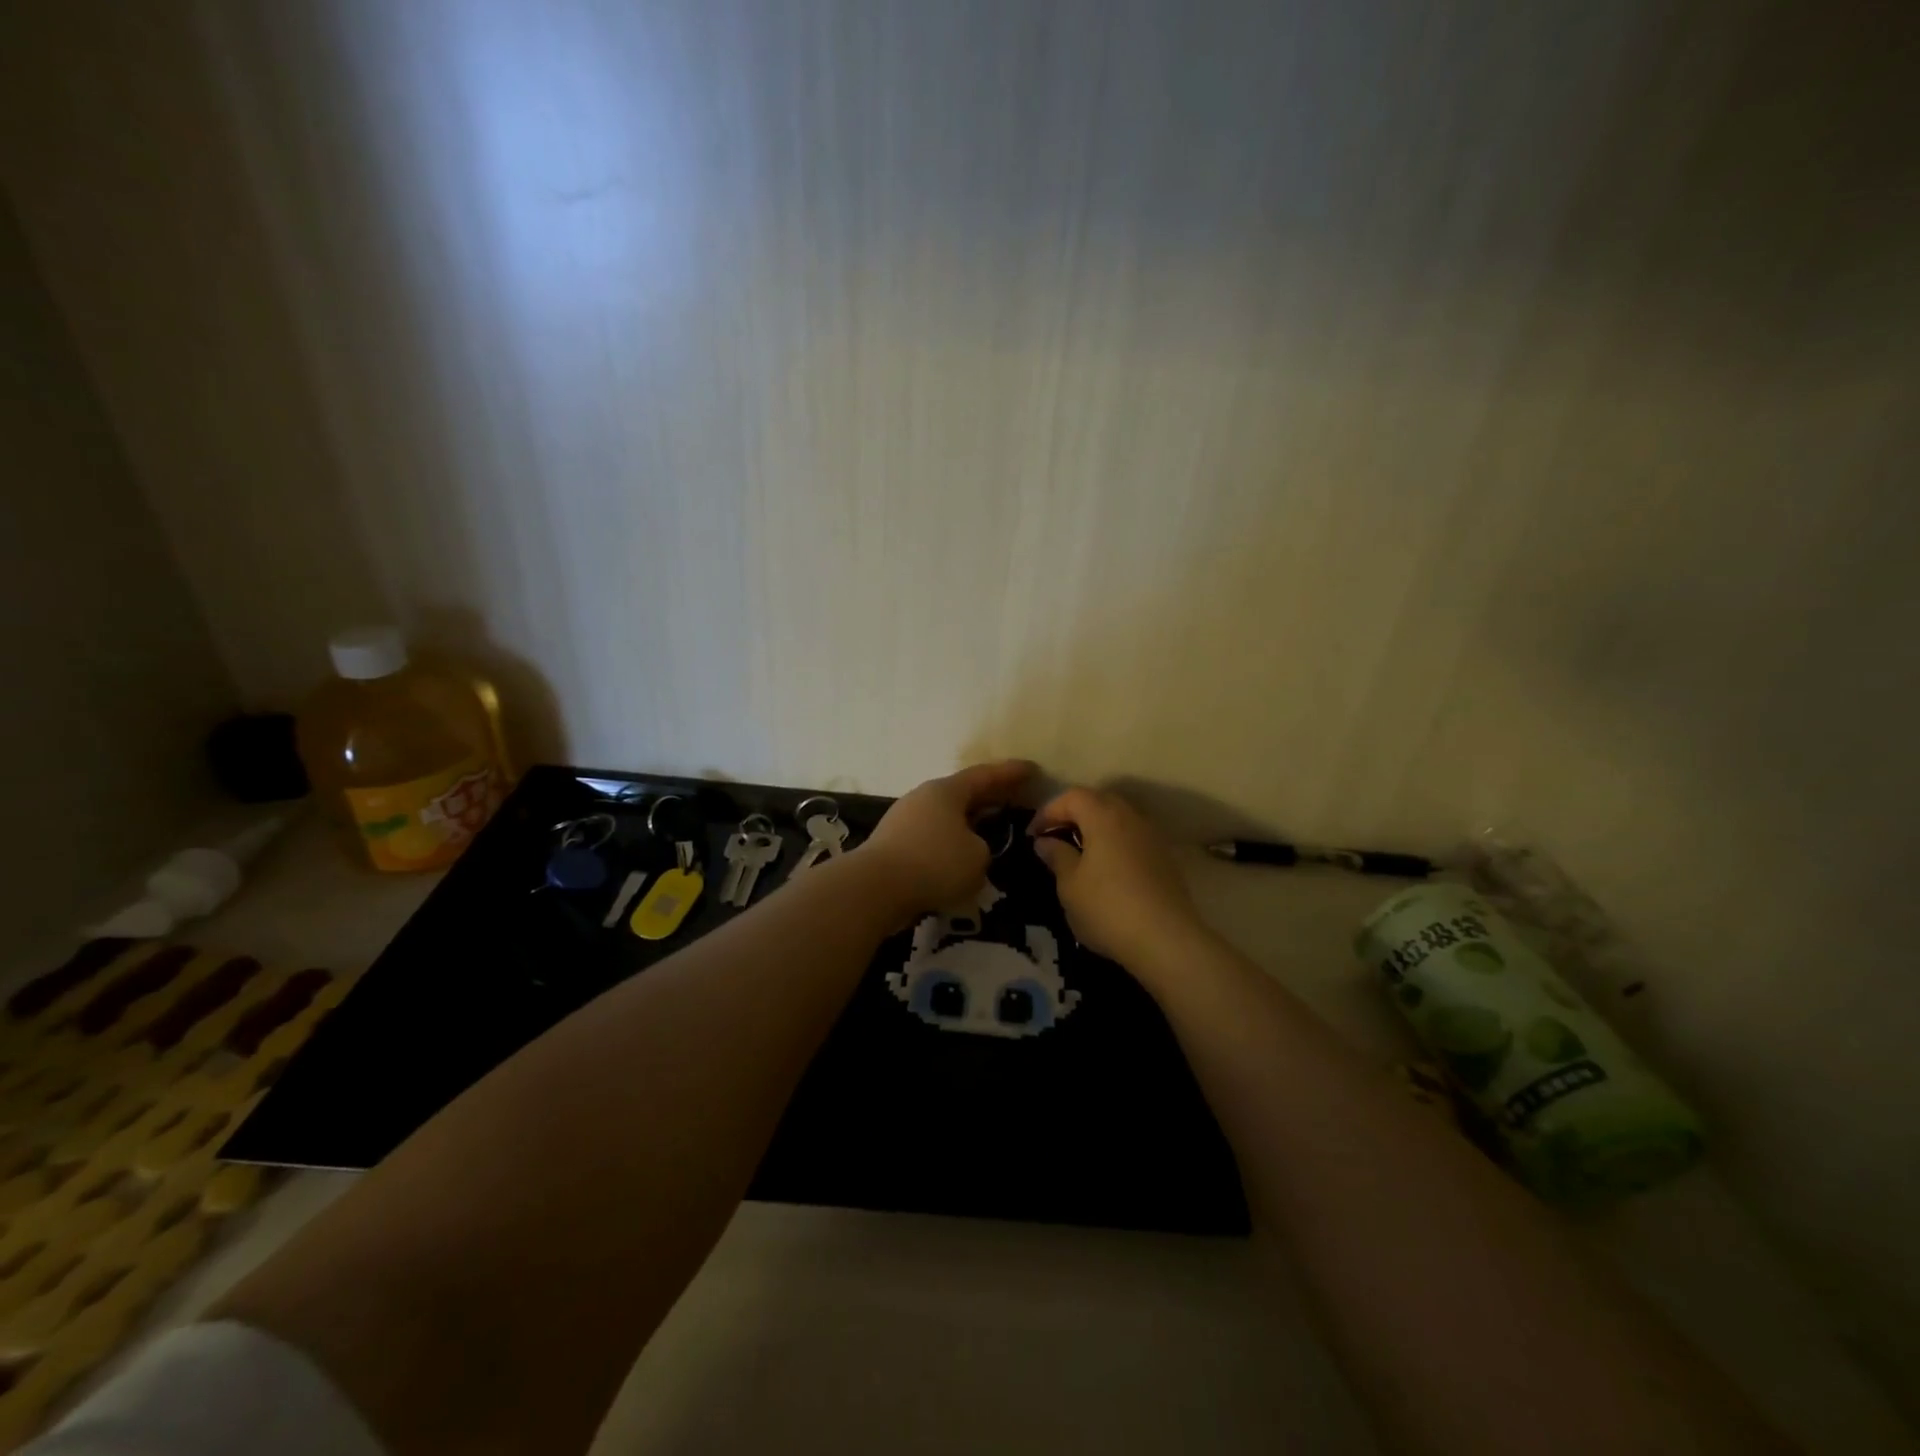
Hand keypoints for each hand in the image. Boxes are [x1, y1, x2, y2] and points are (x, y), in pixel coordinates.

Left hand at [858, 761, 1033, 918]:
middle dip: (990, 797)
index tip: (1033, 769)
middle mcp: (924, 797)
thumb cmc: (933, 864)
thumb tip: (970, 849)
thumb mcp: (977, 858)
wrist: (873, 888)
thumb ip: (983, 849)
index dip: (1011, 773)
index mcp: (947, 791)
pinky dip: (949, 843)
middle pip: (964, 793)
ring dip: (968, 822)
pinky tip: (959, 858)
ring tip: (989, 831)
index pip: (986, 775)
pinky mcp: (893, 844)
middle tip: (1015, 798)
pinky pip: (931, 837)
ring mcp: (904, 819)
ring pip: (946, 816)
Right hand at [1029, 786, 1206, 970]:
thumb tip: (1046, 841)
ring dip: (1094, 829)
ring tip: (1077, 854)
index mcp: (1103, 816)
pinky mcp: (1164, 858)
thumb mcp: (1069, 885)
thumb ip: (1056, 856)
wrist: (1167, 940)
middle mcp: (1131, 817)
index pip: (1071, 797)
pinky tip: (1104, 870)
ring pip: (1117, 819)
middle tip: (1053, 839)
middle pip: (1097, 801)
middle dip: (1072, 815)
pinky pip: (1131, 838)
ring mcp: (1151, 836)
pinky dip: (1113, 844)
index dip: (1048, 811)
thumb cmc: (1107, 908)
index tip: (1032, 835)